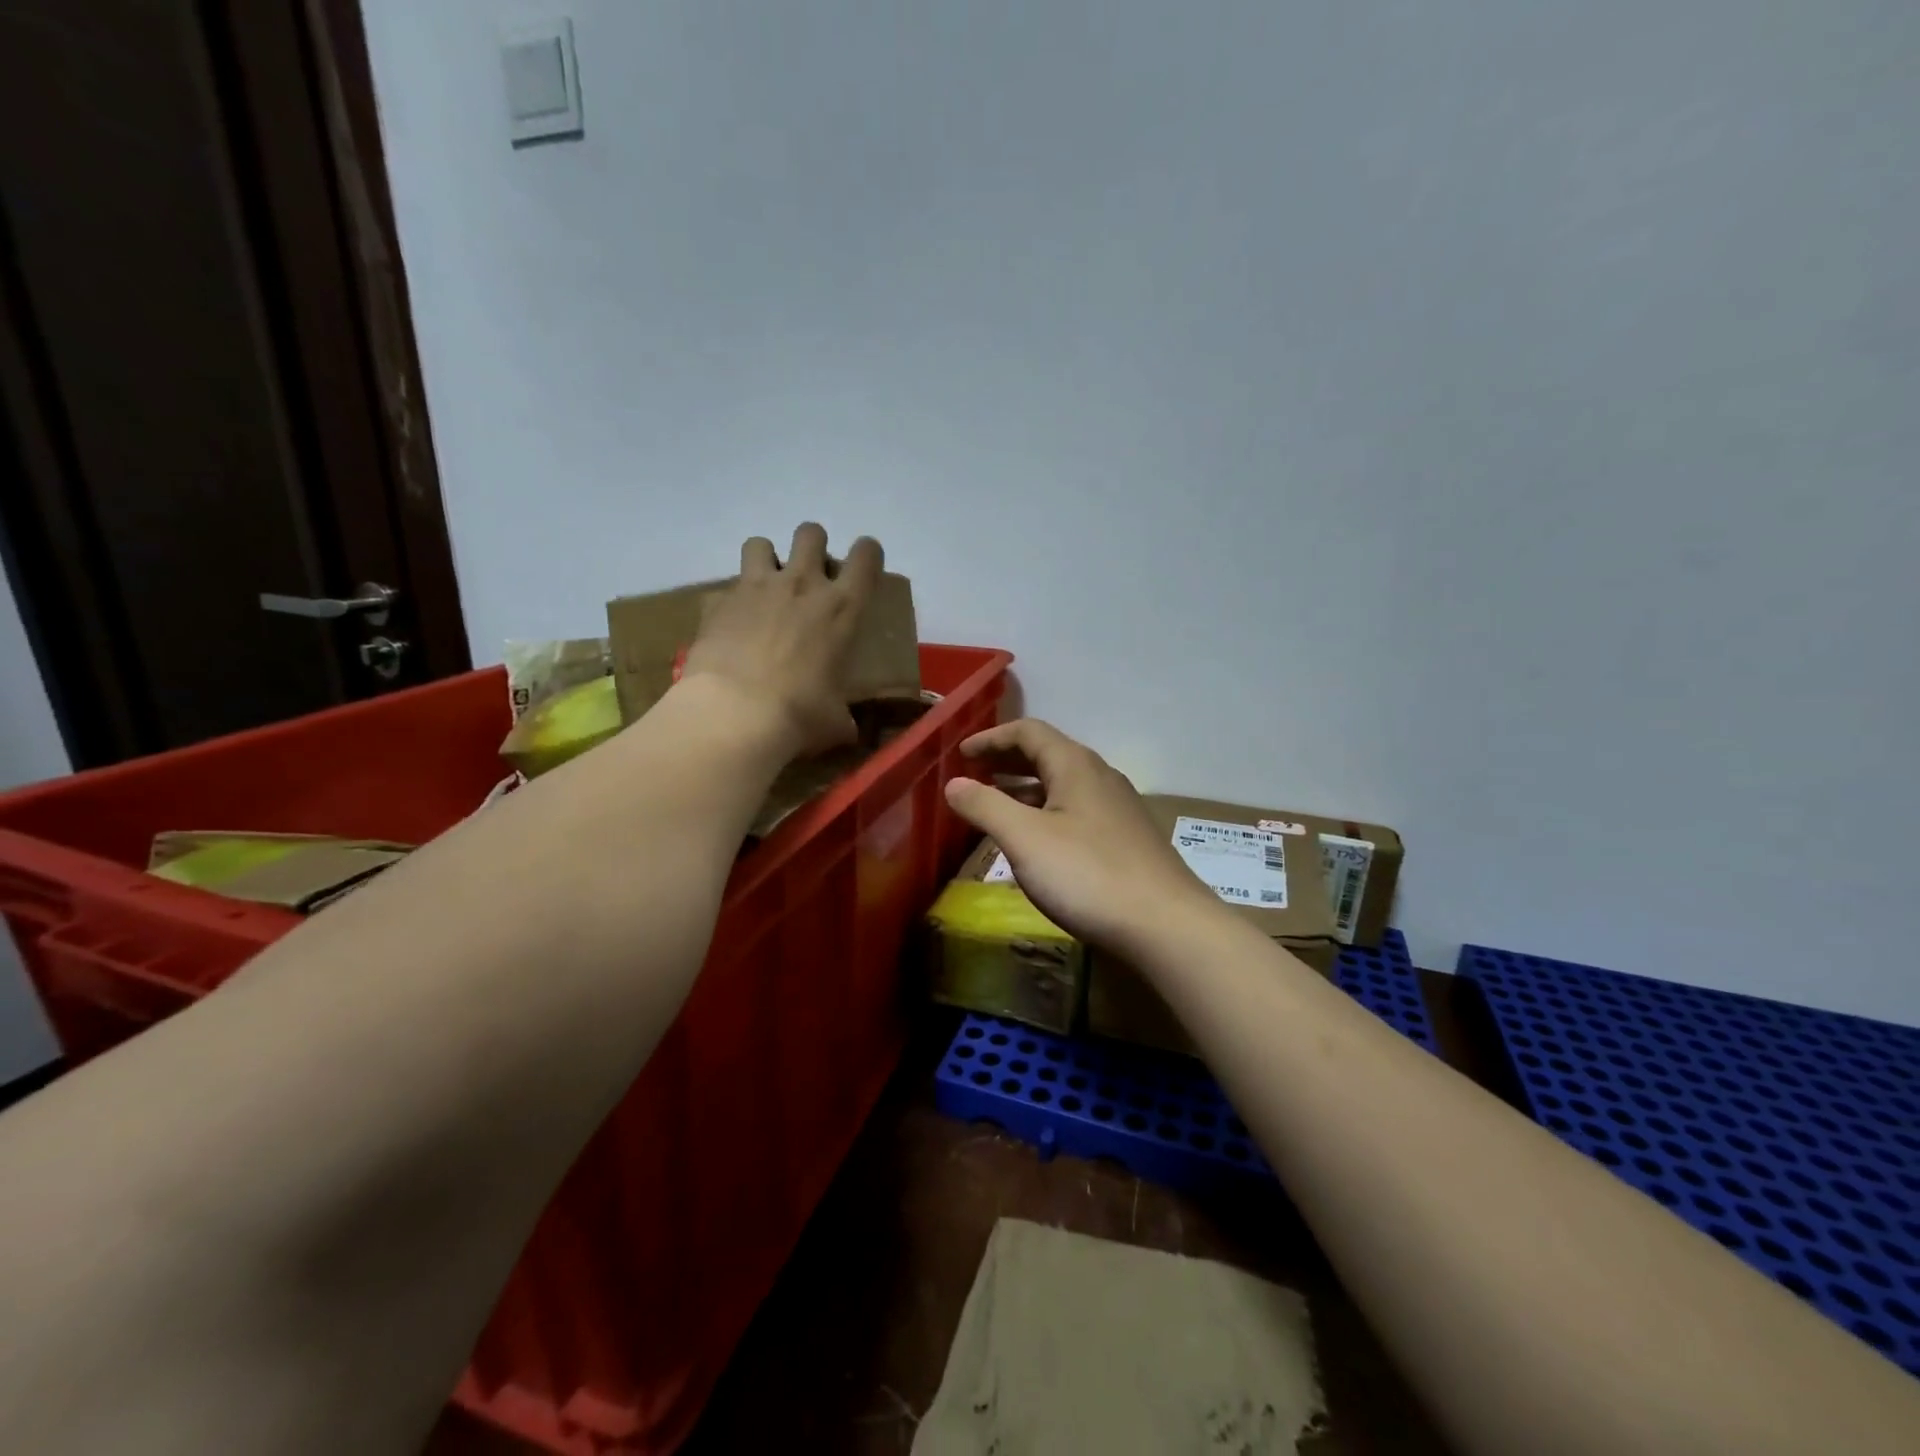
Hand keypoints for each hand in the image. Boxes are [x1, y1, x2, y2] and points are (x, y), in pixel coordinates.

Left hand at [680, 523, 882, 756]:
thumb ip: (843, 716)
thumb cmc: (799, 715)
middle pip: (811, 533)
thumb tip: (847, 731)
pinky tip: (730, 628)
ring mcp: (755, 588)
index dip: (866, 555)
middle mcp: (802, 585)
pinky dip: (729, 603)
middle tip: (810, 579)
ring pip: (760, 543)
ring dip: (766, 561)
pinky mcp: (718, 602)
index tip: (862, 571)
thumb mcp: (835, 720)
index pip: (866, 555)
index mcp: (842, 608)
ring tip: (765, 591)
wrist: (735, 714)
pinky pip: (724, 589)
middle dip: (813, 547)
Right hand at [943, 719, 1224, 953]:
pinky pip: (1077, 810)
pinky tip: (1038, 841)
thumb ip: (985, 806)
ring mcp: (1118, 808)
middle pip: (1048, 754)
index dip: (991, 738)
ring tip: (997, 804)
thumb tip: (953, 783)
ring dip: (1027, 787)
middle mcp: (1100, 776)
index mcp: (1075, 765)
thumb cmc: (1088, 875)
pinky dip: (1047, 811)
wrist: (1166, 925)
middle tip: (975, 774)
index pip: (1028, 732)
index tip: (960, 753)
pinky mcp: (1126, 838)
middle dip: (1008, 760)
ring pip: (1064, 784)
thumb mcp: (1025, 839)